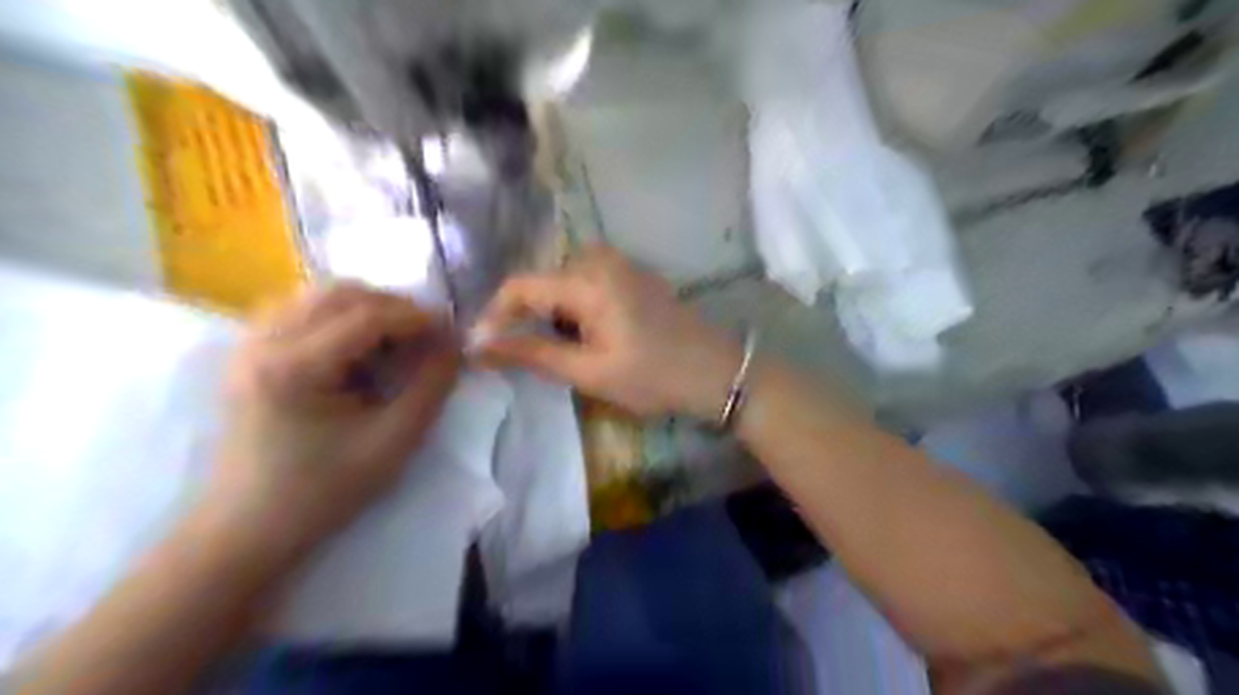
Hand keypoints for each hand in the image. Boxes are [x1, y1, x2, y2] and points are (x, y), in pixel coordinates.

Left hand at [204, 282, 461, 547]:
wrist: (248, 528)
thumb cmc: (324, 491)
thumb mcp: (393, 441)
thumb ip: (431, 385)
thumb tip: (454, 343)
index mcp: (294, 367)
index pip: (367, 315)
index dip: (417, 317)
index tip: (452, 331)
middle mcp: (262, 341)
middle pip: (340, 293)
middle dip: (393, 306)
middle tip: (427, 333)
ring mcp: (247, 343)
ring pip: (318, 295)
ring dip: (366, 307)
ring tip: (397, 338)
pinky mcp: (248, 353)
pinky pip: (300, 310)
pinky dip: (339, 316)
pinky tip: (358, 345)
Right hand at [478, 246, 737, 419]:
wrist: (719, 371)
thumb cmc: (655, 376)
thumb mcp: (590, 372)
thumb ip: (533, 355)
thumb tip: (481, 347)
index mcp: (587, 280)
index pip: (520, 286)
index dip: (495, 316)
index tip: (483, 349)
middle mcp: (600, 260)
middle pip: (542, 282)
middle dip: (526, 318)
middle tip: (524, 359)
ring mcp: (621, 264)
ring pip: (564, 283)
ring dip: (552, 315)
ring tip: (559, 352)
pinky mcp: (634, 274)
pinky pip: (588, 283)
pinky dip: (575, 309)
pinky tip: (587, 337)